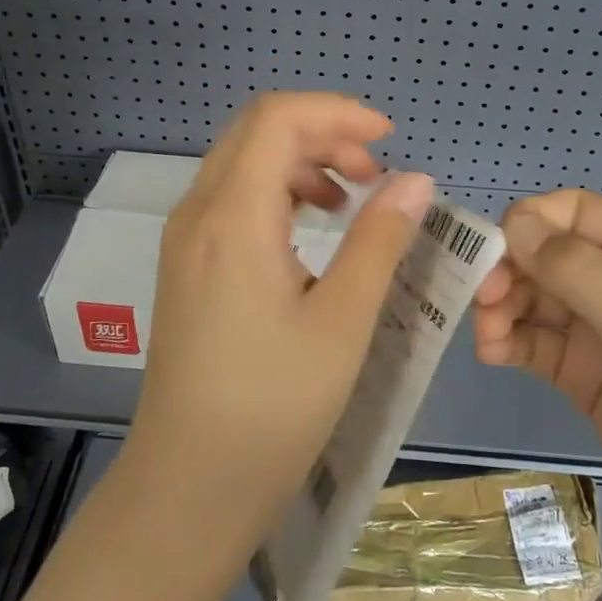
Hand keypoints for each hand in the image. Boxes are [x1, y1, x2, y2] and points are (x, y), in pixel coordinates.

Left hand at [128, 93, 433, 533]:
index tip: (388, 139)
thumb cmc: (273, 408)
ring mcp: (185, 239)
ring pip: (243, 162)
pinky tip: (312, 230)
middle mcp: (198, 212)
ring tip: (352, 199)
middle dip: (323, 134)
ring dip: (301, 162)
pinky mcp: (187, 266)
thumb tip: (415, 179)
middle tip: (376, 173)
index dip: (336, 112)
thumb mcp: (342, 321)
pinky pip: (233, 199)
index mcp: (232, 215)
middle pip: (258, 131)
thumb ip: (379, 239)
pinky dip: (279, 193)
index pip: (278, 118)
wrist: (188, 488)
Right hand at [472, 190, 601, 560]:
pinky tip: (493, 354)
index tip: (489, 257)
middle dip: (509, 270)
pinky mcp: (586, 371)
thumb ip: (578, 271)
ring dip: (502, 307)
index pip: (573, 212)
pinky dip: (509, 340)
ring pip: (534, 296)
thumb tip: (512, 222)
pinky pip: (535, 340)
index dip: (528, 225)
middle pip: (546, 253)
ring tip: (488, 337)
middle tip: (481, 302)